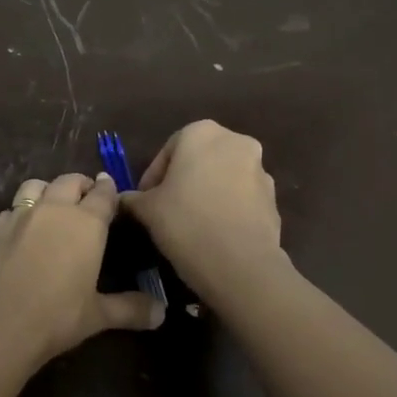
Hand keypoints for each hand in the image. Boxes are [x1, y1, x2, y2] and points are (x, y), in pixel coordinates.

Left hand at [0, 172, 165, 369]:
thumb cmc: (56, 318)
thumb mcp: (98, 316)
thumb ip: (130, 309)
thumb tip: (162, 313)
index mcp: (86, 224)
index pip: (103, 194)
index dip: (109, 190)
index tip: (112, 189)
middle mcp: (54, 210)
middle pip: (69, 181)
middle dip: (81, 185)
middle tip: (87, 197)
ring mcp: (20, 216)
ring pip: (36, 185)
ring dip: (48, 189)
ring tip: (53, 204)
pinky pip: (12, 209)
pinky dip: (21, 212)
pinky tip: (22, 229)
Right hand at [121, 120, 283, 294]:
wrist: (240, 264)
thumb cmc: (185, 222)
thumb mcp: (146, 209)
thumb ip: (132, 198)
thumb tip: (123, 199)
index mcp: (202, 133)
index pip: (167, 151)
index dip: (152, 177)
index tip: (144, 201)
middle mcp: (236, 142)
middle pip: (199, 160)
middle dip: (182, 182)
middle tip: (164, 209)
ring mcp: (260, 171)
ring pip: (222, 178)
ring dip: (205, 194)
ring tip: (189, 224)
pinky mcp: (273, 200)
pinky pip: (241, 200)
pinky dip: (226, 209)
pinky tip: (212, 234)